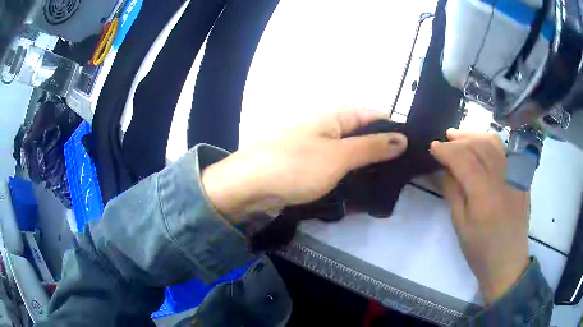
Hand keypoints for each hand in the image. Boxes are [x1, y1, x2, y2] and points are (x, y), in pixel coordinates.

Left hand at [202, 108, 407, 221]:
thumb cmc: (294, 166)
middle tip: (403, 172)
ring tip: (389, 183)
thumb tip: (403, 138)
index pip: (373, 115)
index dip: (393, 128)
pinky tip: (363, 189)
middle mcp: (326, 127)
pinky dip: (350, 176)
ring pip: (351, 153)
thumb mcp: (338, 157)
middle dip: (383, 151)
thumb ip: (372, 147)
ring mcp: (317, 147)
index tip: (411, 148)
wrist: (248, 187)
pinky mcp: (309, 166)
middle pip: (363, 134)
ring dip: (368, 166)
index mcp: (333, 116)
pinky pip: (337, 168)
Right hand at [430, 129, 529, 303]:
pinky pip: (506, 152)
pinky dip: (491, 145)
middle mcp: (503, 180)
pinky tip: (483, 149)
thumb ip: (453, 193)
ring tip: (463, 138)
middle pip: (480, 145)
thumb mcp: (460, 225)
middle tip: (446, 139)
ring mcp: (515, 177)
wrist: (507, 262)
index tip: (433, 147)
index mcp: (485, 196)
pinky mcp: (521, 179)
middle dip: (460, 139)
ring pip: (495, 143)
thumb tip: (444, 169)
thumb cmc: (480, 250)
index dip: (446, 150)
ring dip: (476, 136)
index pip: (464, 160)